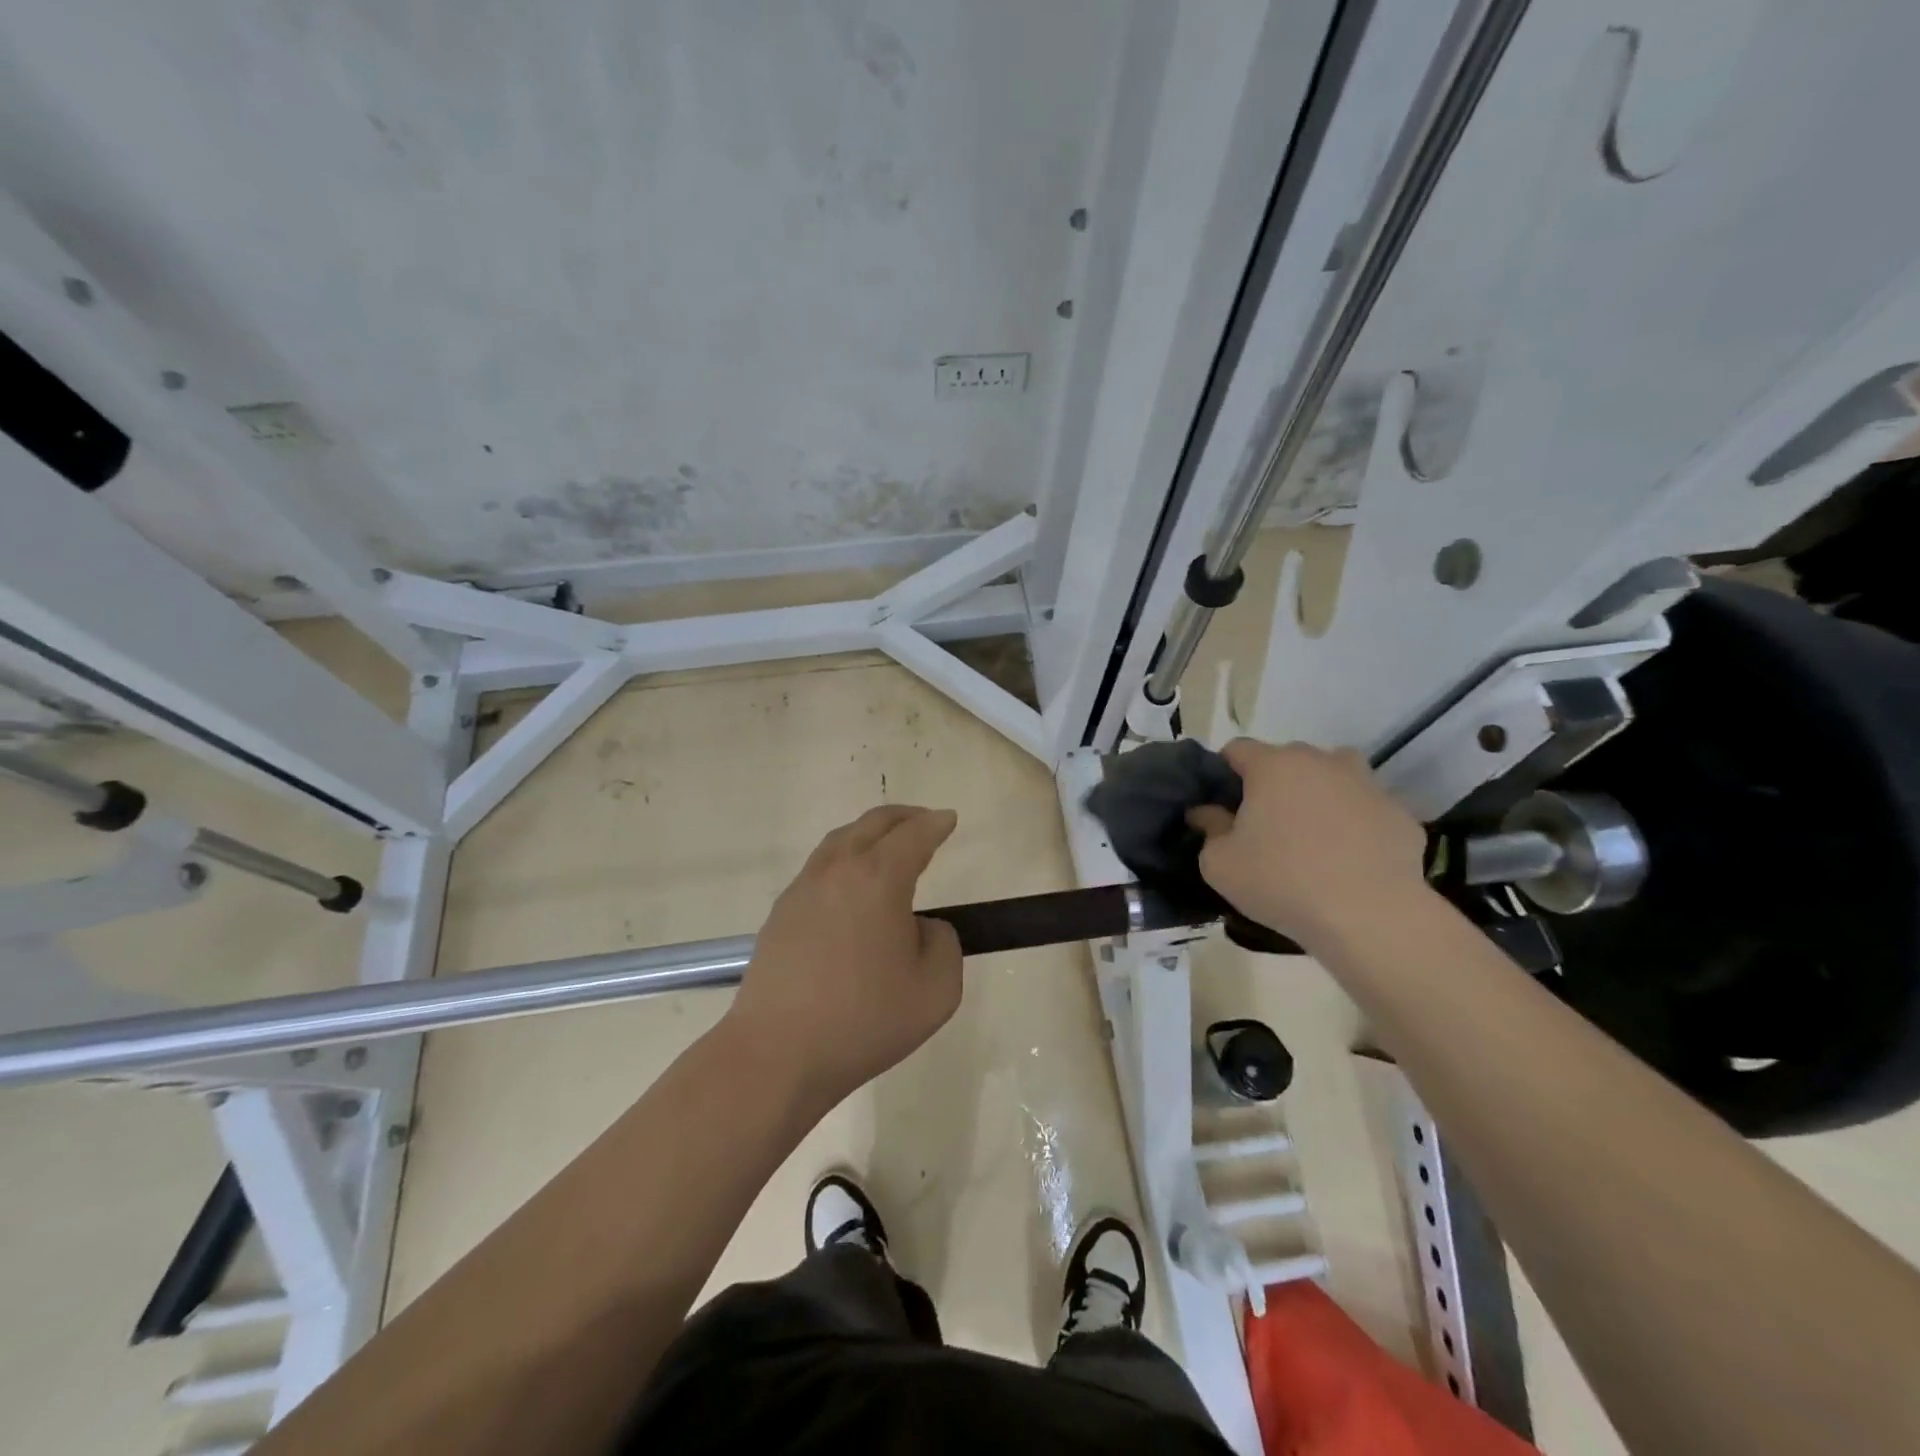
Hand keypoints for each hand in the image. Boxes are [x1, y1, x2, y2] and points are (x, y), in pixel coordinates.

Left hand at [724, 805, 961, 1111]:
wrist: (776, 1054)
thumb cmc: (863, 1021)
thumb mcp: (936, 990)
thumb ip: (943, 943)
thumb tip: (920, 927)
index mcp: (878, 879)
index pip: (913, 835)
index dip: (936, 824)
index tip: (949, 820)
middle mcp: (838, 871)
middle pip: (872, 824)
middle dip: (904, 817)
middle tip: (925, 821)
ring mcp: (803, 889)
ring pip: (840, 840)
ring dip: (870, 833)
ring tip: (888, 845)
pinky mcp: (781, 913)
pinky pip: (820, 867)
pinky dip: (845, 858)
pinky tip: (852, 886)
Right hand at [1188, 739, 1426, 947]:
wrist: (1370, 916)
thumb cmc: (1281, 882)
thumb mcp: (1219, 864)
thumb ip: (1208, 829)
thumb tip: (1207, 813)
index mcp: (1273, 765)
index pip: (1237, 749)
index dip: (1223, 773)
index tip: (1221, 806)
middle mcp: (1321, 762)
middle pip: (1287, 759)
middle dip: (1272, 784)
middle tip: (1263, 826)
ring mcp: (1367, 784)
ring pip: (1334, 775)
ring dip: (1318, 794)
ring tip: (1311, 834)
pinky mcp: (1400, 814)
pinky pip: (1366, 810)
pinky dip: (1355, 824)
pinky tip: (1349, 860)